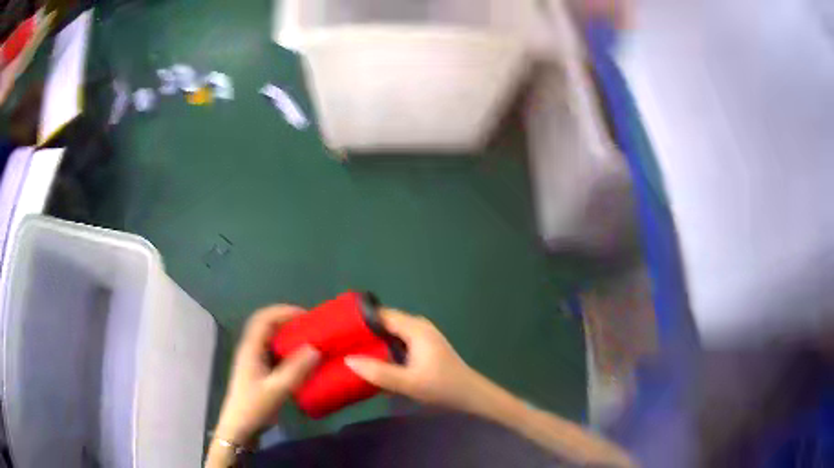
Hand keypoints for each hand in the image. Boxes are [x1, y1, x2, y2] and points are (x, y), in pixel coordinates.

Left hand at [213, 305, 319, 444]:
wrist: (240, 428)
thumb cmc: (254, 406)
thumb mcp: (277, 389)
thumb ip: (296, 369)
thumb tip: (316, 348)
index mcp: (251, 348)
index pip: (264, 318)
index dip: (283, 311)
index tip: (306, 316)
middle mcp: (251, 350)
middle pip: (267, 325)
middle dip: (288, 321)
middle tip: (311, 327)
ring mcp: (254, 361)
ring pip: (271, 339)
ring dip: (288, 336)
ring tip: (310, 340)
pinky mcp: (260, 372)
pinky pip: (275, 353)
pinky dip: (288, 351)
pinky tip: (302, 361)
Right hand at [344, 309, 483, 411]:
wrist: (470, 396)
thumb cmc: (442, 387)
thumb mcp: (409, 383)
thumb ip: (379, 373)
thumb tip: (348, 360)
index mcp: (416, 329)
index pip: (381, 315)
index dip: (359, 319)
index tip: (337, 328)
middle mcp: (418, 326)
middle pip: (385, 322)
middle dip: (363, 330)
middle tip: (339, 341)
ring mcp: (422, 336)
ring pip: (390, 332)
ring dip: (373, 339)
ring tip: (349, 349)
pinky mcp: (423, 347)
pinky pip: (397, 340)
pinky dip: (384, 346)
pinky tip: (372, 359)